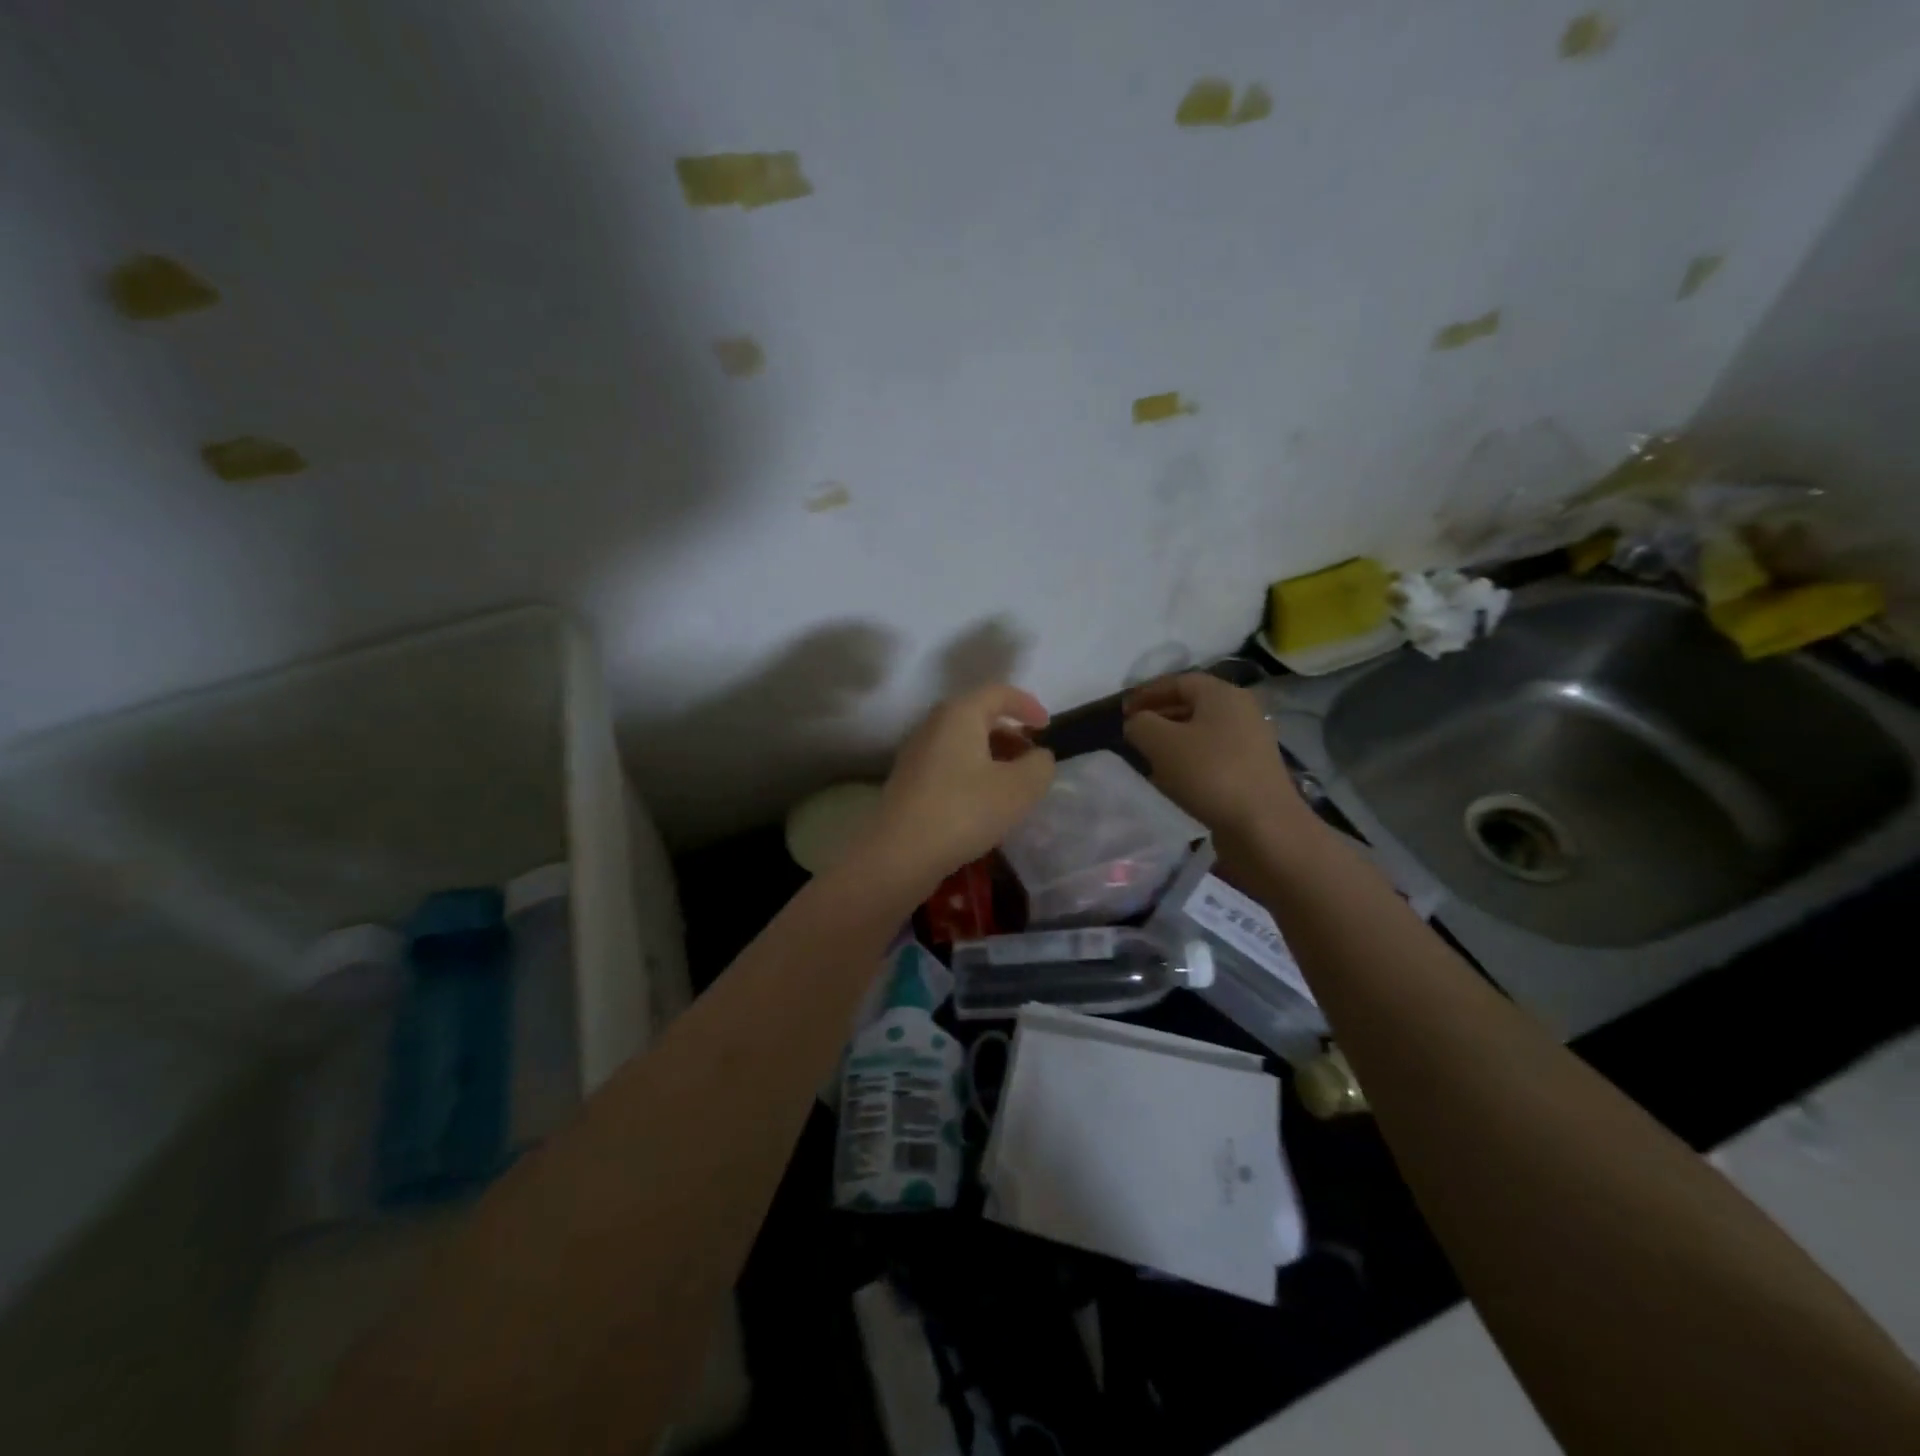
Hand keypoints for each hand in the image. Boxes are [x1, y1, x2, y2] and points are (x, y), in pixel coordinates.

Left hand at [859, 684, 1054, 889]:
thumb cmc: (964, 810)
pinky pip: (950, 765)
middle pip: (978, 717)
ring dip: (992, 757)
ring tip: (1013, 785)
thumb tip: (1038, 757)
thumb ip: (1039, 765)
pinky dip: (973, 773)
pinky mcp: (909, 782)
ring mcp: (917, 754)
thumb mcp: (1019, 788)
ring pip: (963, 743)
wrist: (899, 853)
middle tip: (1032, 759)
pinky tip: (984, 804)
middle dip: (1010, 734)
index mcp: (959, 714)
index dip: (1027, 705)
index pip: (998, 693)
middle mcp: (934, 725)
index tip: (1047, 727)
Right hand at [1122, 674, 1306, 840]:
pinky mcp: (1253, 769)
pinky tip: (1175, 779)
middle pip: (1192, 704)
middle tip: (1134, 733)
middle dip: (1160, 715)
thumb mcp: (1161, 744)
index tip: (1122, 712)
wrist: (1263, 826)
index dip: (1147, 693)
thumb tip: (1136, 723)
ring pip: (1203, 730)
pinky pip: (1214, 754)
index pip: (1178, 681)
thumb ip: (1140, 725)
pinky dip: (1191, 759)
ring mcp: (1251, 741)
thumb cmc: (1210, 774)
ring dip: (1174, 739)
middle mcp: (1242, 710)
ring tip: (1149, 756)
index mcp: (1222, 694)